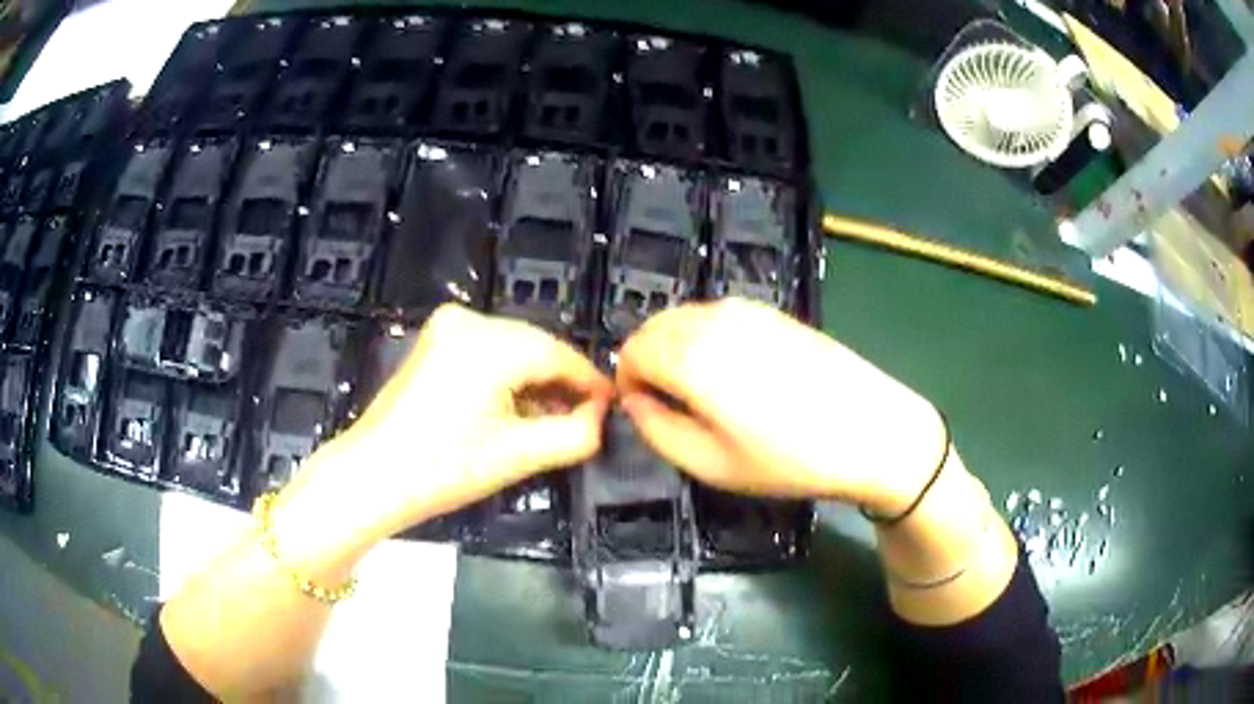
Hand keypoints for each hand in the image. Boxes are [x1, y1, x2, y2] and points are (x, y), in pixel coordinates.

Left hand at [275, 304, 613, 559]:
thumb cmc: (444, 469)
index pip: (560, 355)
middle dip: (562, 383)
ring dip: (535, 381)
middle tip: (584, 419)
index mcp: (492, 342)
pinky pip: (488, 350)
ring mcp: (448, 326)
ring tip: (550, 420)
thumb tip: (599, 416)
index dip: (591, 383)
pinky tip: (515, 407)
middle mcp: (471, 320)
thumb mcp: (520, 455)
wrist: (374, 475)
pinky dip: (507, 375)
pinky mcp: (435, 340)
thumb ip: (576, 434)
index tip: (611, 407)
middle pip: (537, 347)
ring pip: (513, 348)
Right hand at [617, 298, 945, 513]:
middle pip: (655, 327)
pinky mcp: (774, 311)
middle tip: (670, 405)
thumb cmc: (788, 459)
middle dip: (648, 361)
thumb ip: (656, 430)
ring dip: (676, 348)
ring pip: (686, 317)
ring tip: (704, 392)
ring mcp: (747, 309)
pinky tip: (737, 373)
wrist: (870, 430)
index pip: (631, 351)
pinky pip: (719, 316)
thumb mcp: (710, 464)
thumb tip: (635, 401)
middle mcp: (713, 319)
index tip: (645, 412)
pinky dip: (707, 337)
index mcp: (690, 355)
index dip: (627, 382)